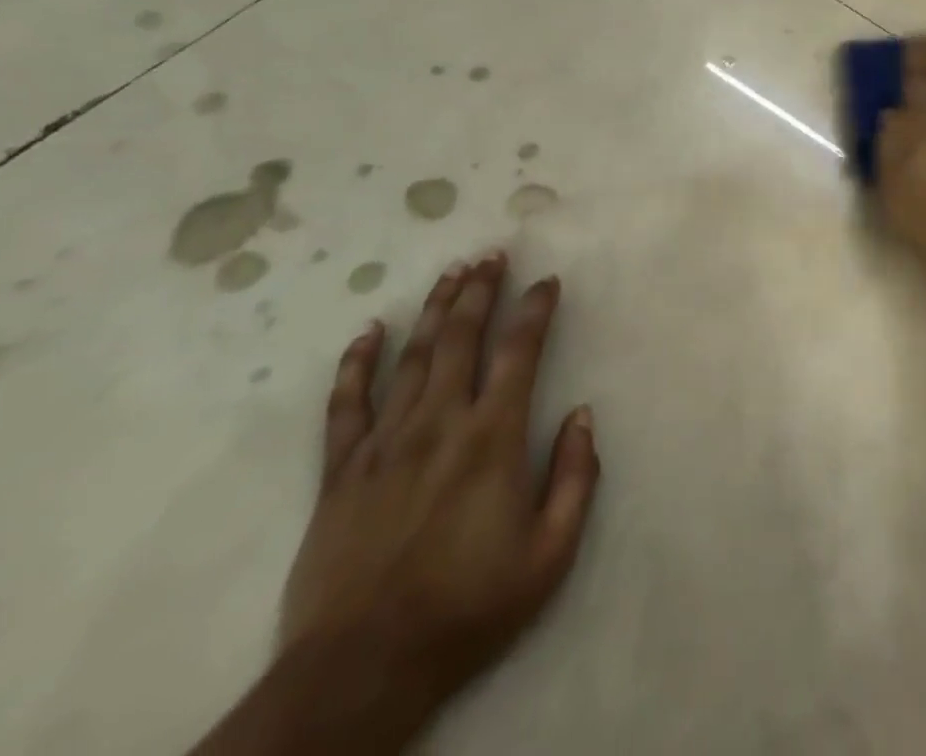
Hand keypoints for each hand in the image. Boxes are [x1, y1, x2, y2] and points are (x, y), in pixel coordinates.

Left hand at [279, 252, 599, 722]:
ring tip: (451, 273)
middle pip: (461, 338)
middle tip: (491, 255)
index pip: (519, 351)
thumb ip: (576, 478)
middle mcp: (440, 423)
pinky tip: (367, 332)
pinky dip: (356, 364)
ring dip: (434, 309)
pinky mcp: (341, 472)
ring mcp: (385, 443)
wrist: (362, 670)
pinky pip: (346, 405)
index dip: (535, 309)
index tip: (546, 281)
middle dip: (479, 290)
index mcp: (493, 437)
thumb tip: (584, 415)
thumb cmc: (469, 607)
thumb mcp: (550, 553)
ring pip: (413, 357)